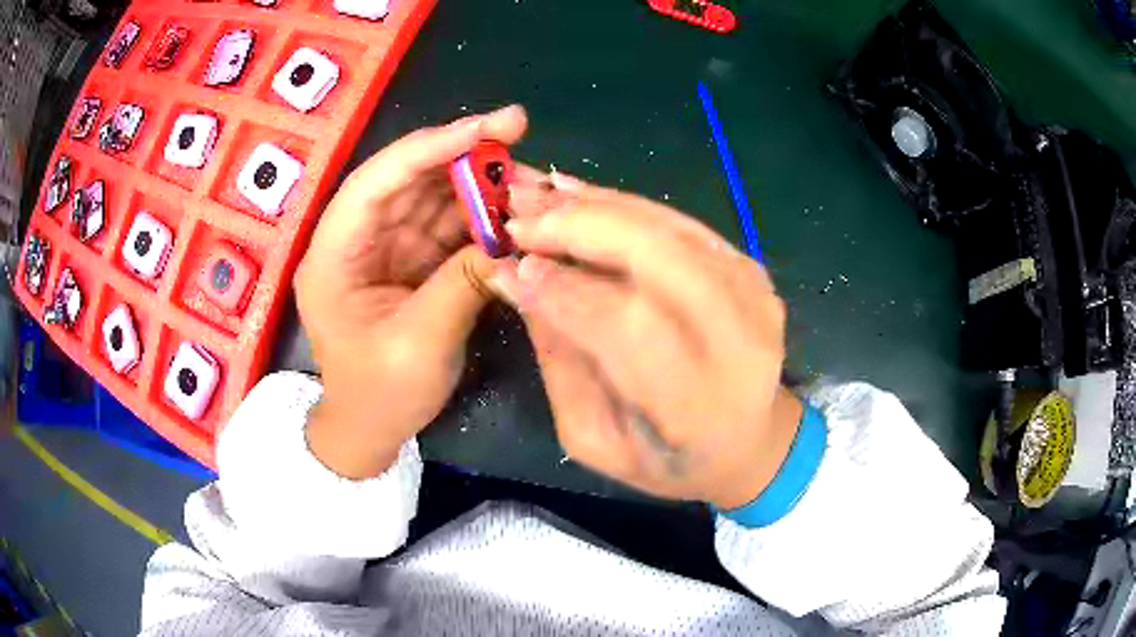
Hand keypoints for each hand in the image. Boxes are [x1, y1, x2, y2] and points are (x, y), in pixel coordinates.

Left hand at [296, 106, 527, 478]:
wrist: (370, 431)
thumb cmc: (380, 396)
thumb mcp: (419, 346)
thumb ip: (463, 285)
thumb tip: (511, 242)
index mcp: (333, 256)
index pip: (377, 182)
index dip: (430, 147)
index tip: (487, 127)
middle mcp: (355, 239)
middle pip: (407, 178)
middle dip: (462, 156)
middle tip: (518, 137)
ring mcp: (384, 247)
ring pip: (431, 196)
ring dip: (477, 184)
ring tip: (528, 181)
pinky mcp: (410, 261)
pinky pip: (446, 225)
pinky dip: (479, 215)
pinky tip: (513, 211)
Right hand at [496, 173, 801, 508]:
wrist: (747, 440)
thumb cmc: (666, 459)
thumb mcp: (594, 437)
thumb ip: (558, 358)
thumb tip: (515, 278)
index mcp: (700, 405)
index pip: (624, 326)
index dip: (562, 290)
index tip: (509, 267)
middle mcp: (739, 338)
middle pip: (655, 255)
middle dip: (577, 226)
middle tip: (516, 213)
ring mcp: (751, 292)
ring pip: (664, 225)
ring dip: (592, 204)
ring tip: (534, 192)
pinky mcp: (748, 265)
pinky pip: (677, 220)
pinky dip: (621, 202)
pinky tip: (574, 193)